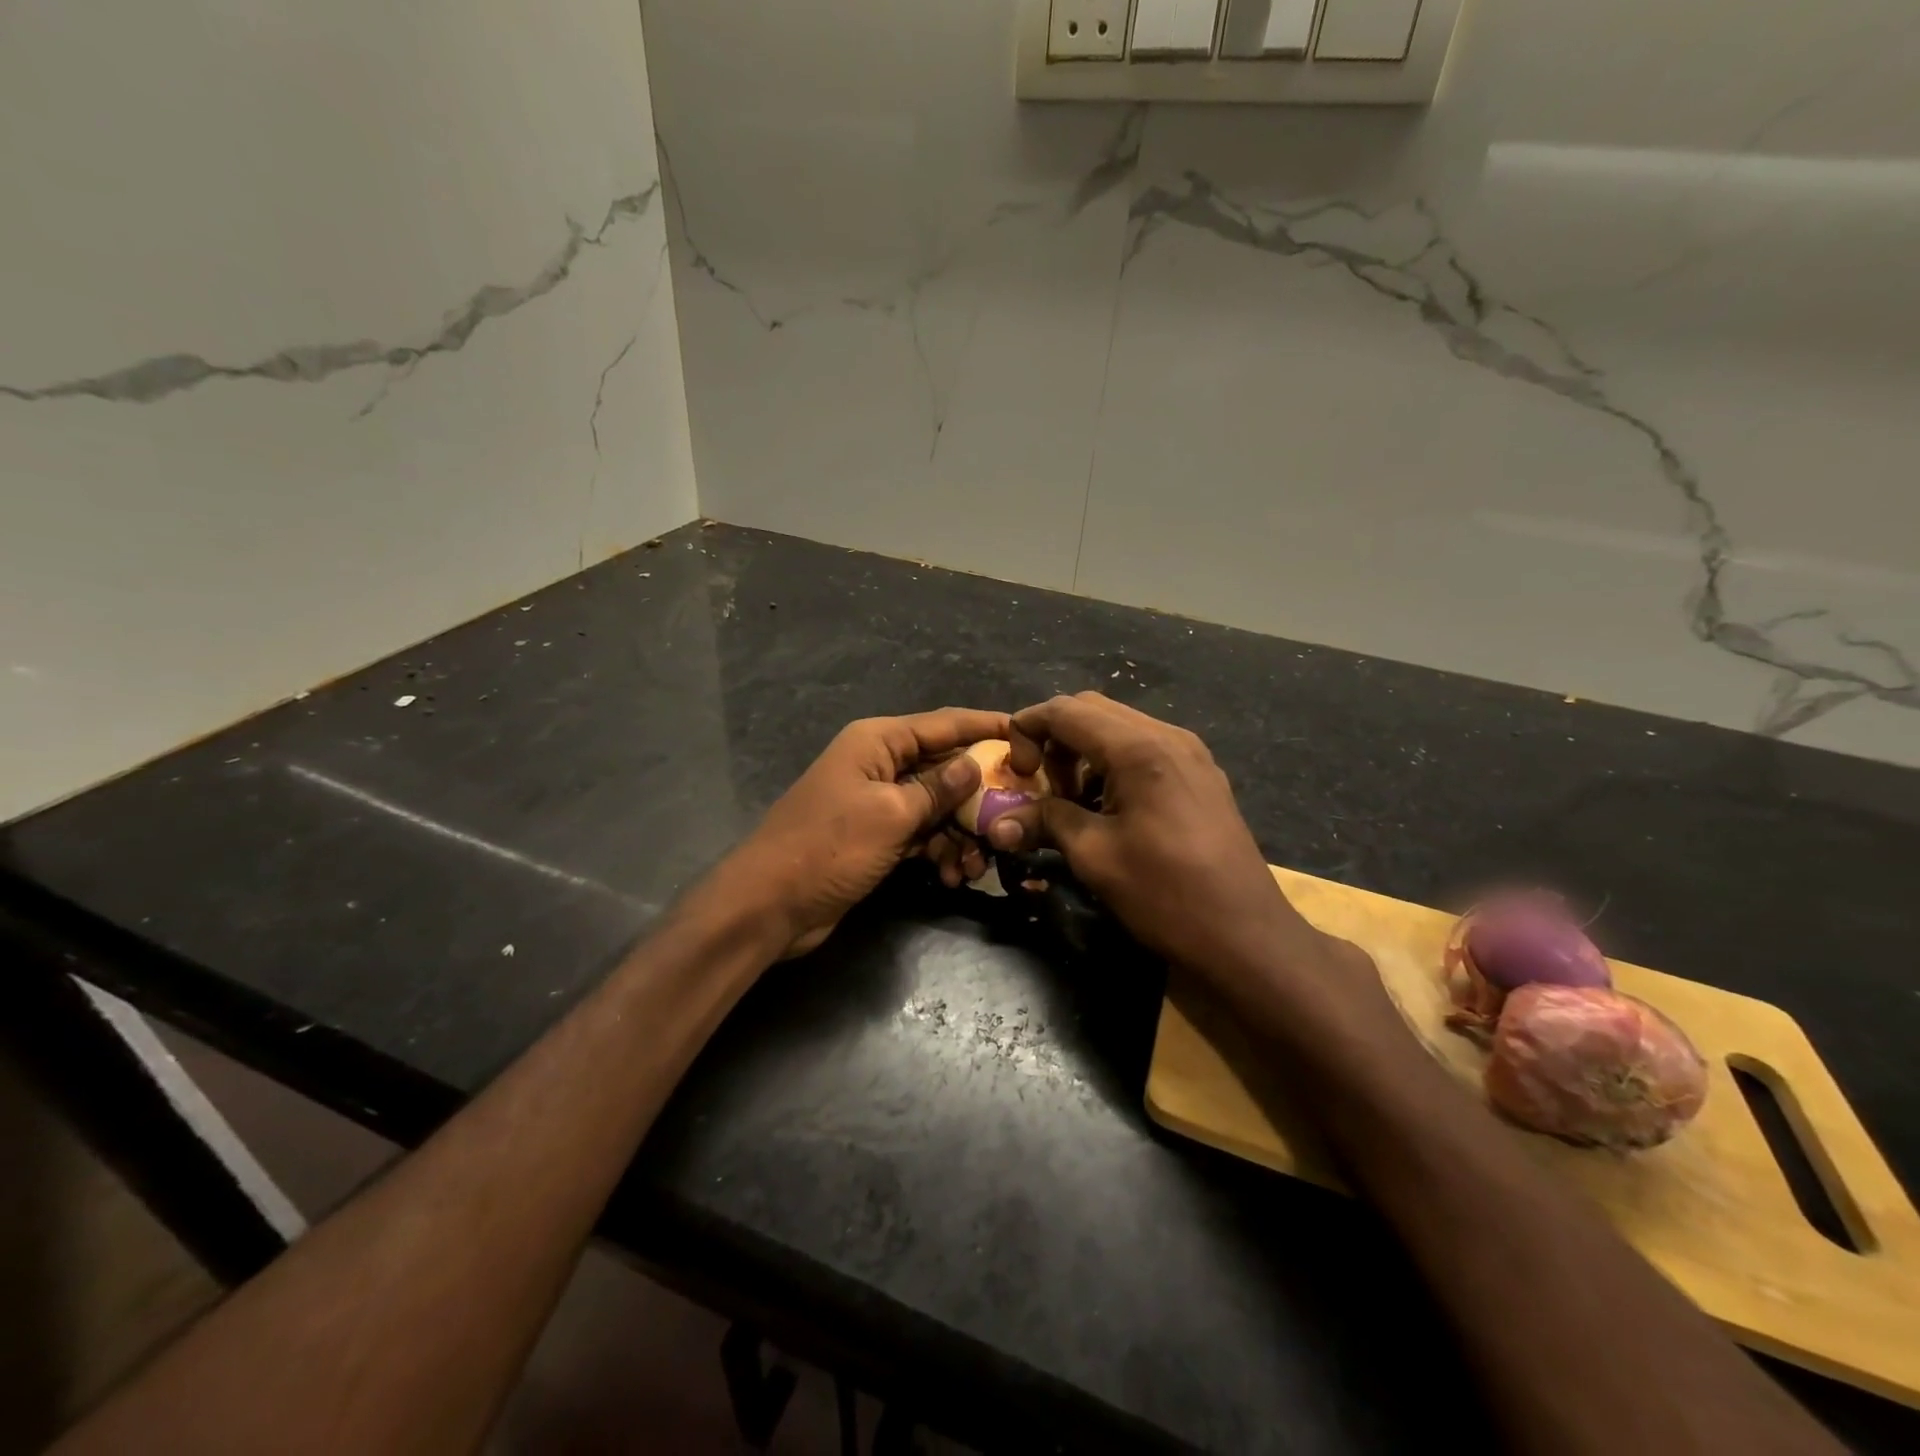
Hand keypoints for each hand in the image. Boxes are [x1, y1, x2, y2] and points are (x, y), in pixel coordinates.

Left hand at [725, 708, 1008, 956]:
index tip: (1030, 735)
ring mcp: (879, 803)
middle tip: (1015, 818)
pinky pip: (922, 834)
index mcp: (879, 742)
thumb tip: (975, 763)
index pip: (945, 724)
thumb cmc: (830, 848)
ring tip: (975, 867)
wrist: (770, 905)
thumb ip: (938, 789)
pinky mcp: (878, 837)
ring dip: (961, 834)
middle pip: (946, 767)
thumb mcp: (891, 815)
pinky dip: (940, 851)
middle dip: (980, 796)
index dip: (988, 727)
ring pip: (938, 807)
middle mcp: (881, 765)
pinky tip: (953, 877)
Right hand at [985, 695, 1382, 1023]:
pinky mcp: (1200, 775)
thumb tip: (997, 823)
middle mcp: (1168, 736)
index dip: (1027, 728)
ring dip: (1082, 751)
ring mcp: (1190, 753)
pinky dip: (1111, 764)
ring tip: (1068, 800)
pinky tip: (1105, 807)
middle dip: (1054, 738)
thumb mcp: (1095, 857)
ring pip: (1119, 728)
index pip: (1066, 710)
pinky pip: (1143, 748)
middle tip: (1037, 783)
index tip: (1012, 769)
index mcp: (1140, 749)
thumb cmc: (1166, 895)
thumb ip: (1045, 822)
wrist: (1246, 936)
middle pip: (1092, 710)